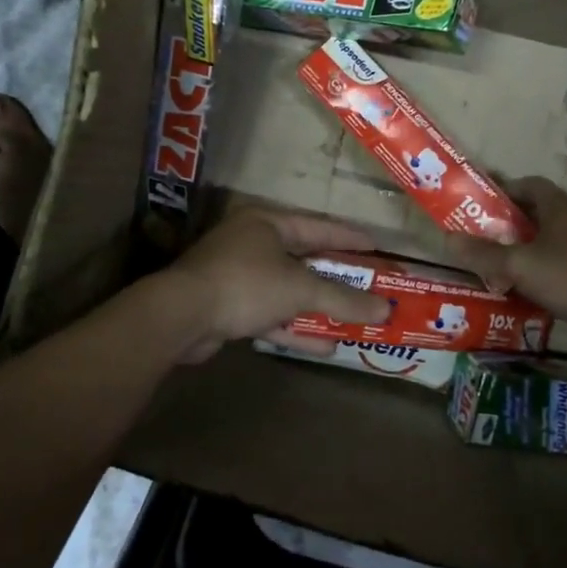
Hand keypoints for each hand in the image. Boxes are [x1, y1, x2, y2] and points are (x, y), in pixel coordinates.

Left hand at [164, 210, 391, 363]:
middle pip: (304, 260)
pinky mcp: (229, 306)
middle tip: (370, 287)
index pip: (318, 226)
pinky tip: (325, 345)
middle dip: (336, 278)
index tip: (378, 248)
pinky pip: (271, 314)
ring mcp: (238, 276)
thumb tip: (386, 309)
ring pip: (288, 290)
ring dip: (318, 307)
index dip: (349, 238)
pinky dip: (295, 327)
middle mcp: (252, 243)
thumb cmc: (245, 284)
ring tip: (354, 319)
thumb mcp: (300, 288)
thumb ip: (343, 299)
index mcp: (267, 223)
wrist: (181, 316)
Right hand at [448, 178, 566, 332]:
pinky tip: (540, 285)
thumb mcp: (520, 266)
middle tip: (495, 236)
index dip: (507, 190)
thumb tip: (448, 239)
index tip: (486, 203)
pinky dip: (554, 265)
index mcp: (562, 205)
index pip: (531, 184)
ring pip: (561, 234)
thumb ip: (484, 254)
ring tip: (513, 262)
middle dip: (520, 220)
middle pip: (546, 209)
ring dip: (538, 244)